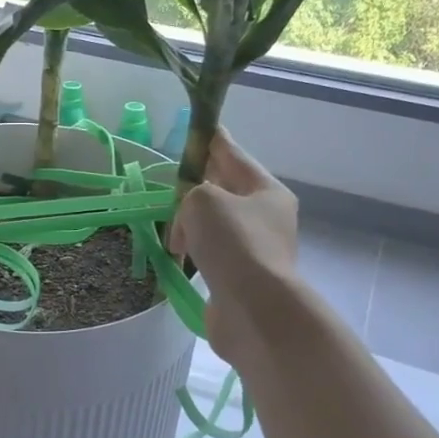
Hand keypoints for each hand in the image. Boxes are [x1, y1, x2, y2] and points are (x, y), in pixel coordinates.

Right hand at [168, 132, 299, 364]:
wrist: (254, 310)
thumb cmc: (234, 244)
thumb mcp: (204, 200)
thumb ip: (191, 192)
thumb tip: (189, 224)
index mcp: (266, 191)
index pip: (233, 154)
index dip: (212, 139)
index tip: (198, 127)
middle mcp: (265, 218)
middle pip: (224, 190)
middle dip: (197, 186)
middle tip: (172, 184)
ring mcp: (255, 250)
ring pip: (215, 224)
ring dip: (191, 224)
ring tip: (171, 232)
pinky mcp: (239, 278)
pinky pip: (210, 253)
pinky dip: (193, 251)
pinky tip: (177, 255)